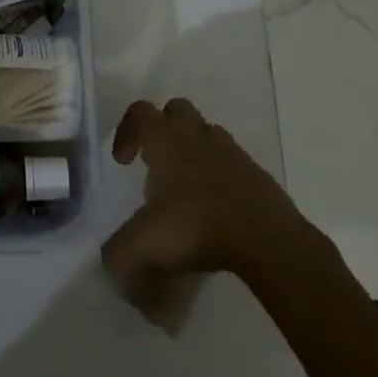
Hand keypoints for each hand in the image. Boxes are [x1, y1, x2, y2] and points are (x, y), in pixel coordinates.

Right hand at [102, 99, 313, 301]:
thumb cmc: (197, 226)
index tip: (123, 163)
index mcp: (166, 139)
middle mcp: (197, 134)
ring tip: (184, 187)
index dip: (125, 132)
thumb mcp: (144, 244)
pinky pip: (230, 161)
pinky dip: (218, 173)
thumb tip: (111, 266)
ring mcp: (231, 151)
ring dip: (191, 149)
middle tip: (154, 163)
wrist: (267, 239)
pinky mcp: (256, 172)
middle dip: (161, 130)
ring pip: (205, 133)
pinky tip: (214, 206)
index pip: (138, 113)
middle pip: (175, 110)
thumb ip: (118, 253)